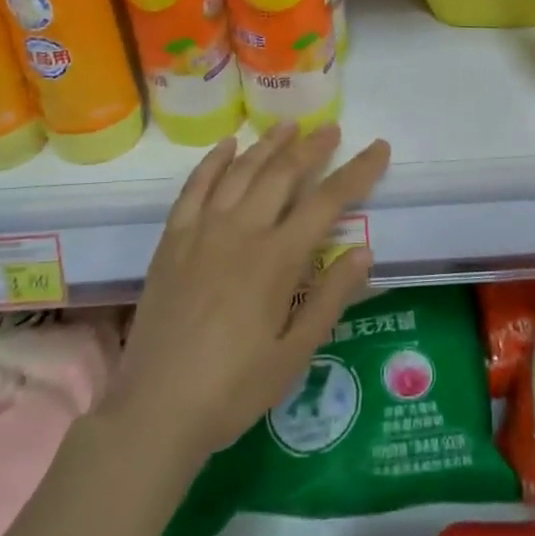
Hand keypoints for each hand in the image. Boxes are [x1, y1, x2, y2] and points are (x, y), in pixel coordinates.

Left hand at [112, 124, 390, 469]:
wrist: (155, 409)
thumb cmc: (234, 389)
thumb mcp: (295, 353)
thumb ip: (331, 298)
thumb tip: (364, 250)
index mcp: (276, 260)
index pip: (327, 201)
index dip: (357, 172)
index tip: (378, 148)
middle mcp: (241, 232)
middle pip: (282, 174)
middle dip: (311, 147)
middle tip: (330, 129)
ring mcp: (201, 231)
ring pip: (240, 172)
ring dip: (268, 145)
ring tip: (288, 126)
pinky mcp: (172, 240)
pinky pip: (194, 187)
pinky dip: (213, 162)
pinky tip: (227, 146)